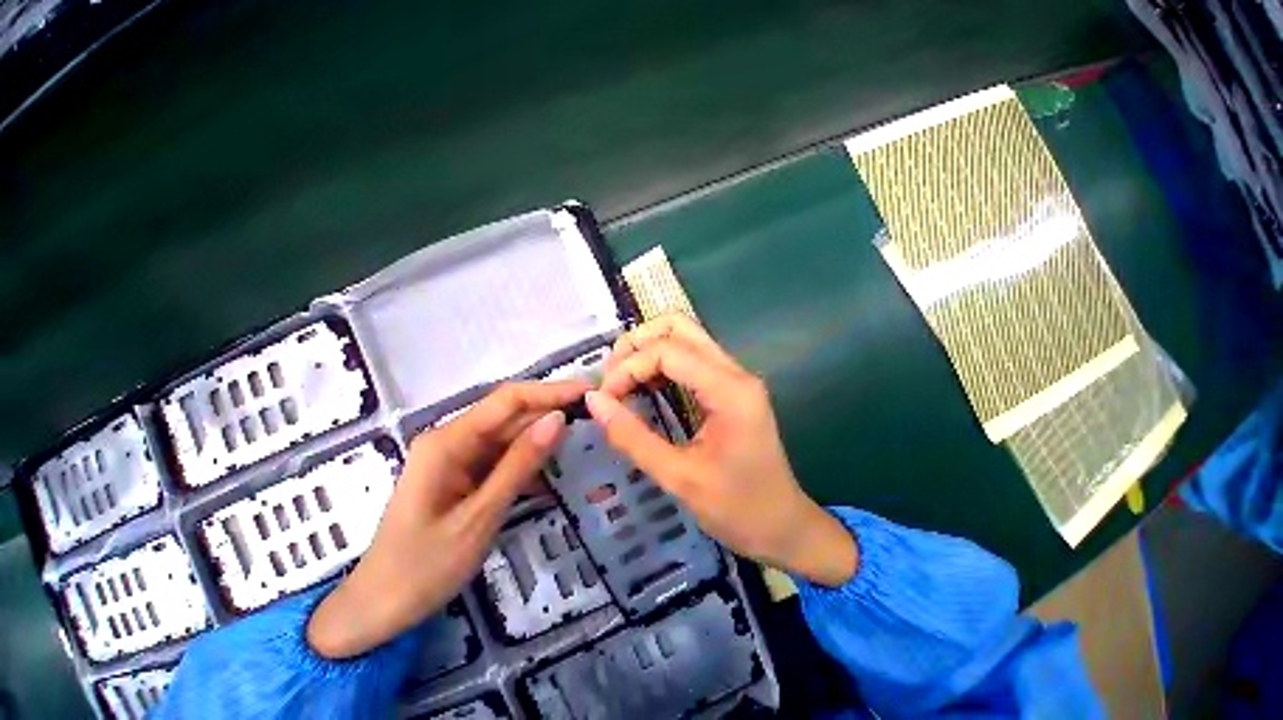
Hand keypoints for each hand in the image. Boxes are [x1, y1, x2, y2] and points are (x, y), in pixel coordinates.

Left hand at [307, 381, 588, 658]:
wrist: (384, 600)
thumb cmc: (428, 564)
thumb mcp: (480, 517)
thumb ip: (518, 467)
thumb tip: (558, 420)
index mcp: (446, 442)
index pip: (506, 401)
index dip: (550, 392)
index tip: (593, 393)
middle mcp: (444, 443)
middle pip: (502, 418)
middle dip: (546, 416)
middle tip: (599, 421)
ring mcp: (445, 465)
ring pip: (497, 444)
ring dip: (534, 445)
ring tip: (583, 445)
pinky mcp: (448, 486)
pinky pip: (487, 468)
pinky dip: (516, 471)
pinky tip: (546, 478)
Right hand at [584, 315, 857, 586]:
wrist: (783, 528)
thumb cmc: (737, 509)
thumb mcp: (679, 478)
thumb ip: (633, 437)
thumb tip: (593, 401)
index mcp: (730, 391)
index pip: (668, 351)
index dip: (627, 367)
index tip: (602, 401)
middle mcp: (736, 374)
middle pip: (680, 327)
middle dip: (637, 345)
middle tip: (609, 381)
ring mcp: (738, 382)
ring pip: (687, 340)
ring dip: (649, 353)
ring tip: (619, 386)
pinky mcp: (734, 395)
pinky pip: (694, 363)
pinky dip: (663, 367)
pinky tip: (642, 392)